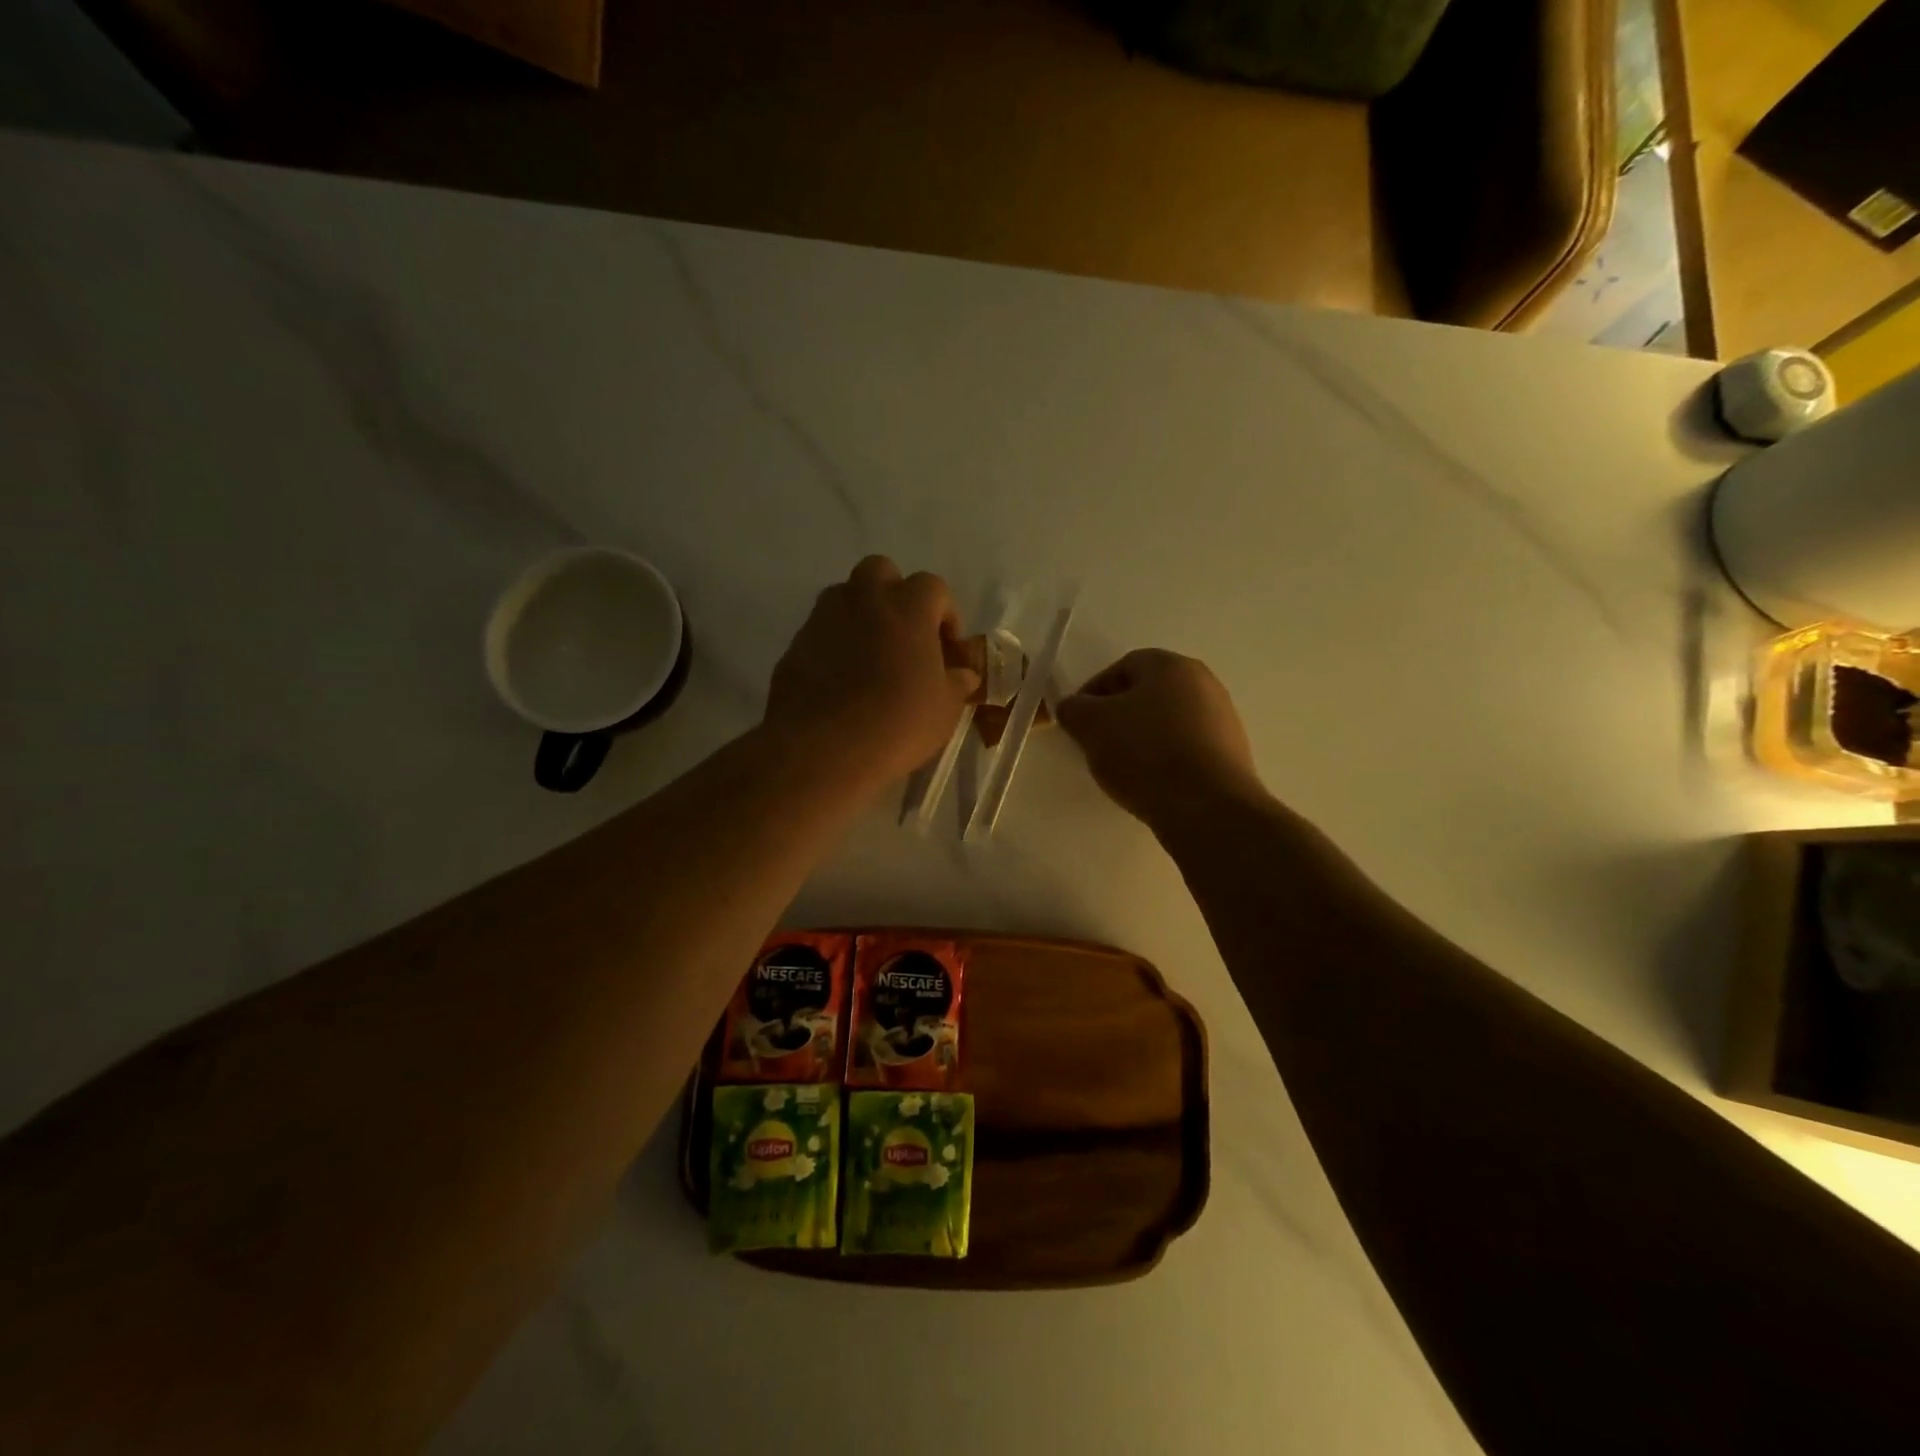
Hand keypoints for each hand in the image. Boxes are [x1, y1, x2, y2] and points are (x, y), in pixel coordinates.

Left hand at [764, 557, 980, 792]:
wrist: (822, 749)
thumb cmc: (897, 724)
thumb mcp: (944, 710)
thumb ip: (956, 683)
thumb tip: (963, 674)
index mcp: (907, 608)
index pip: (933, 587)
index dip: (945, 614)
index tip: (947, 648)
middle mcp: (863, 600)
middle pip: (881, 571)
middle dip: (895, 594)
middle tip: (905, 635)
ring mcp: (823, 619)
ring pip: (845, 595)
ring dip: (862, 613)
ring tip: (871, 655)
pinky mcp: (795, 644)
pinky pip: (821, 630)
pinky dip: (834, 643)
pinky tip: (841, 680)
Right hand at [1057, 649, 1264, 828]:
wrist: (1208, 808)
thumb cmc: (1145, 754)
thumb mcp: (1091, 726)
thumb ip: (1073, 709)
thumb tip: (1073, 707)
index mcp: (1171, 666)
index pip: (1122, 667)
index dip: (1093, 692)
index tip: (1079, 722)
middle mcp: (1204, 683)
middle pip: (1148, 694)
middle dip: (1118, 716)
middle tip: (1098, 745)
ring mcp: (1224, 719)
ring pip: (1168, 722)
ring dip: (1143, 739)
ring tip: (1124, 770)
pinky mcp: (1232, 754)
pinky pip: (1187, 749)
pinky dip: (1166, 760)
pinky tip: (1154, 784)